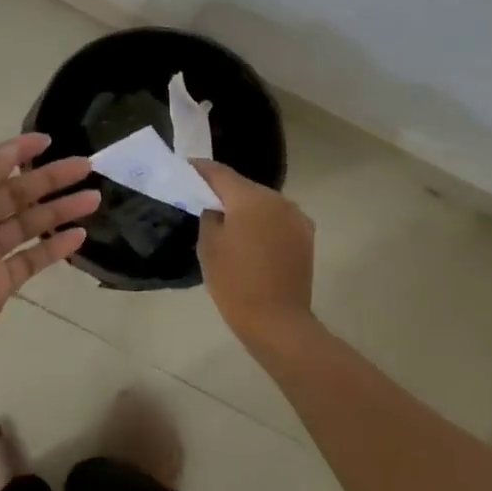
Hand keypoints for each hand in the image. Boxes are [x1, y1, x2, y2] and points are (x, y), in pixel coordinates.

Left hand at [0, 132, 97, 378]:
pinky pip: (32, 258)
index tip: (50, 140)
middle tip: (87, 167)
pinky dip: (54, 247)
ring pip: (28, 224)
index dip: (18, 151)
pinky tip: (79, 236)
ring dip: (59, 210)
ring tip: (94, 199)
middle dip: (49, 179)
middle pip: (14, 193)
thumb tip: (14, 147)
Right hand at [195, 162, 315, 339]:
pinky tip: (252, 239)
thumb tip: (216, 205)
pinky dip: (263, 223)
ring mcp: (296, 217)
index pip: (220, 173)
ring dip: (246, 208)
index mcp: (250, 198)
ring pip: (263, 203)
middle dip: (224, 191)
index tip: (186, 168)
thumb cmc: (235, 283)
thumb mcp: (208, 246)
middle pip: (244, 187)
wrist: (277, 322)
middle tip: (203, 199)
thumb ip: (210, 215)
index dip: (201, 169)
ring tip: (228, 222)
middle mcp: (278, 199)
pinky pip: (278, 219)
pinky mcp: (305, 235)